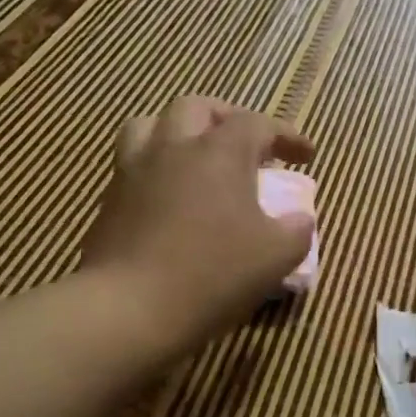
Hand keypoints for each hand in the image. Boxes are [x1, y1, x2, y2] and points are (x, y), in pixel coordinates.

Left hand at [81, 97, 314, 352]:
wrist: (129, 309)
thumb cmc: (212, 274)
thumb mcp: (276, 257)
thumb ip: (297, 231)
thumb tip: (299, 219)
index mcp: (218, 152)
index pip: (257, 124)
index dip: (286, 135)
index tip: (306, 157)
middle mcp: (172, 148)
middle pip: (197, 107)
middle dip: (227, 119)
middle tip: (246, 146)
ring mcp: (133, 172)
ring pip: (150, 125)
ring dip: (178, 133)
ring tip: (195, 158)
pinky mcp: (109, 201)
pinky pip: (133, 165)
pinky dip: (156, 170)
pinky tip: (169, 199)